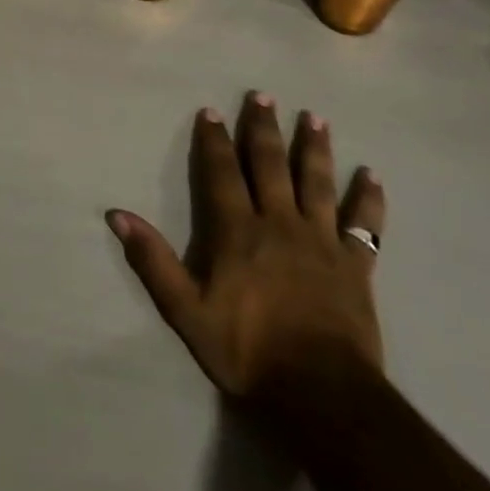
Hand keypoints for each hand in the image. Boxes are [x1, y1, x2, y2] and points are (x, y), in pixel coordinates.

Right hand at [108, 94, 385, 411]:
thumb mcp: (187, 311)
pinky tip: (372, 176)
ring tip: (315, 117)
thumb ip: (153, 261)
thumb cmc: (248, 351)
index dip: (214, 140)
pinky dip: (368, 200)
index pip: (222, 173)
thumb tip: (117, 215)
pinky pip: (364, 225)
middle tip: (264, 95)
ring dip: (315, 148)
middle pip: (271, 165)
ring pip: (317, 183)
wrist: (322, 395)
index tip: (211, 110)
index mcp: (238, 231)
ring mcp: (321, 241)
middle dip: (264, 128)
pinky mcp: (355, 266)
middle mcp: (279, 223)